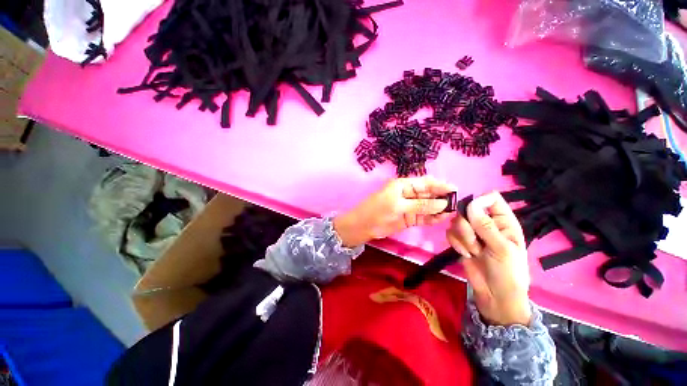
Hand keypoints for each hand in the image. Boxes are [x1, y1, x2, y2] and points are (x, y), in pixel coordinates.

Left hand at [334, 177, 455, 247]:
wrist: (364, 226)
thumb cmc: (377, 210)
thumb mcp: (398, 205)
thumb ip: (420, 205)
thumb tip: (443, 204)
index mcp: (404, 185)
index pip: (425, 182)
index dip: (440, 185)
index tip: (455, 189)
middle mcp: (409, 194)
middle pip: (429, 194)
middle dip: (442, 197)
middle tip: (457, 203)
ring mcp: (410, 207)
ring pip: (429, 206)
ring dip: (440, 209)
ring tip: (452, 212)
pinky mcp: (410, 218)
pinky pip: (424, 217)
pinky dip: (433, 218)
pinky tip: (443, 219)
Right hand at [446, 192, 531, 325]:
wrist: (495, 295)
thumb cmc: (508, 273)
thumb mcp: (501, 249)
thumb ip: (486, 226)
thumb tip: (471, 203)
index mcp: (504, 221)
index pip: (491, 198)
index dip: (480, 201)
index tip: (473, 214)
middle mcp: (486, 223)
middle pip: (467, 209)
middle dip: (467, 227)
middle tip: (475, 242)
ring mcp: (472, 232)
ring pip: (456, 221)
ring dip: (462, 238)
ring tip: (473, 252)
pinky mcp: (461, 240)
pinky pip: (450, 233)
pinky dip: (456, 244)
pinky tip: (465, 254)